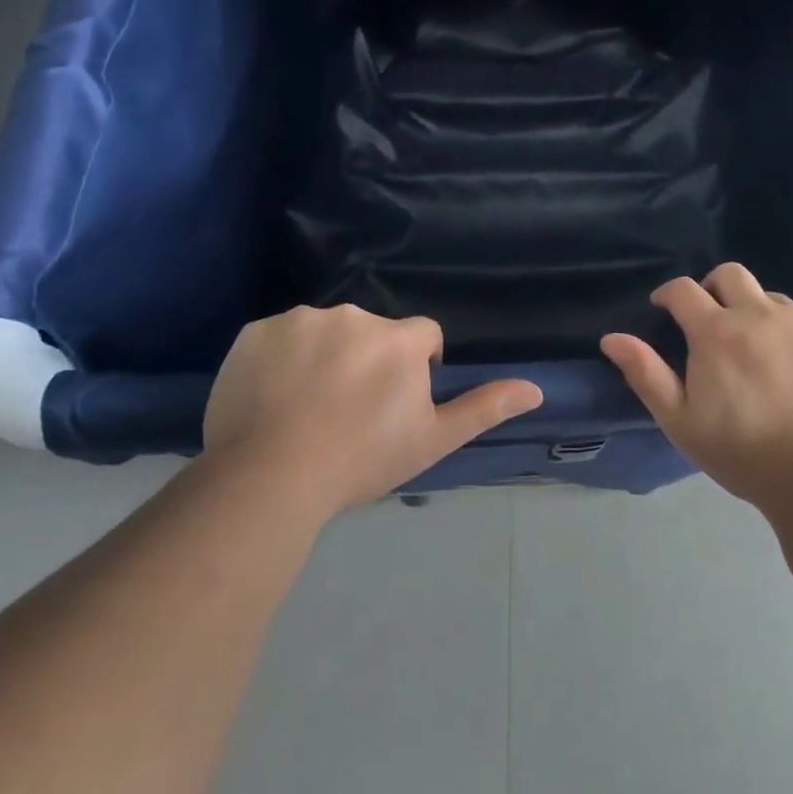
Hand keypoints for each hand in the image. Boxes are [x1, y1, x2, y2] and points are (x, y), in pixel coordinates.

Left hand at [203, 305, 542, 515]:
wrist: (272, 477)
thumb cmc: (363, 459)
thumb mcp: (433, 440)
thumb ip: (484, 407)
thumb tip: (537, 388)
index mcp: (398, 340)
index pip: (423, 335)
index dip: (417, 365)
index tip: (397, 401)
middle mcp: (354, 316)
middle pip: (372, 331)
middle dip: (369, 359)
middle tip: (351, 409)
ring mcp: (301, 320)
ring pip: (326, 330)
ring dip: (325, 354)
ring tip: (308, 405)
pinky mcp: (255, 331)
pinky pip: (279, 337)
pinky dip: (280, 358)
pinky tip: (273, 396)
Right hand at [600, 263, 792, 508]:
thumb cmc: (742, 453)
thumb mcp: (681, 421)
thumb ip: (646, 374)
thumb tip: (611, 338)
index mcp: (717, 332)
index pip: (683, 289)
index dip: (669, 295)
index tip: (666, 309)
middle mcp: (761, 313)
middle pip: (730, 274)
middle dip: (714, 289)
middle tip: (714, 322)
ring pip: (772, 300)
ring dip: (758, 316)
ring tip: (763, 356)